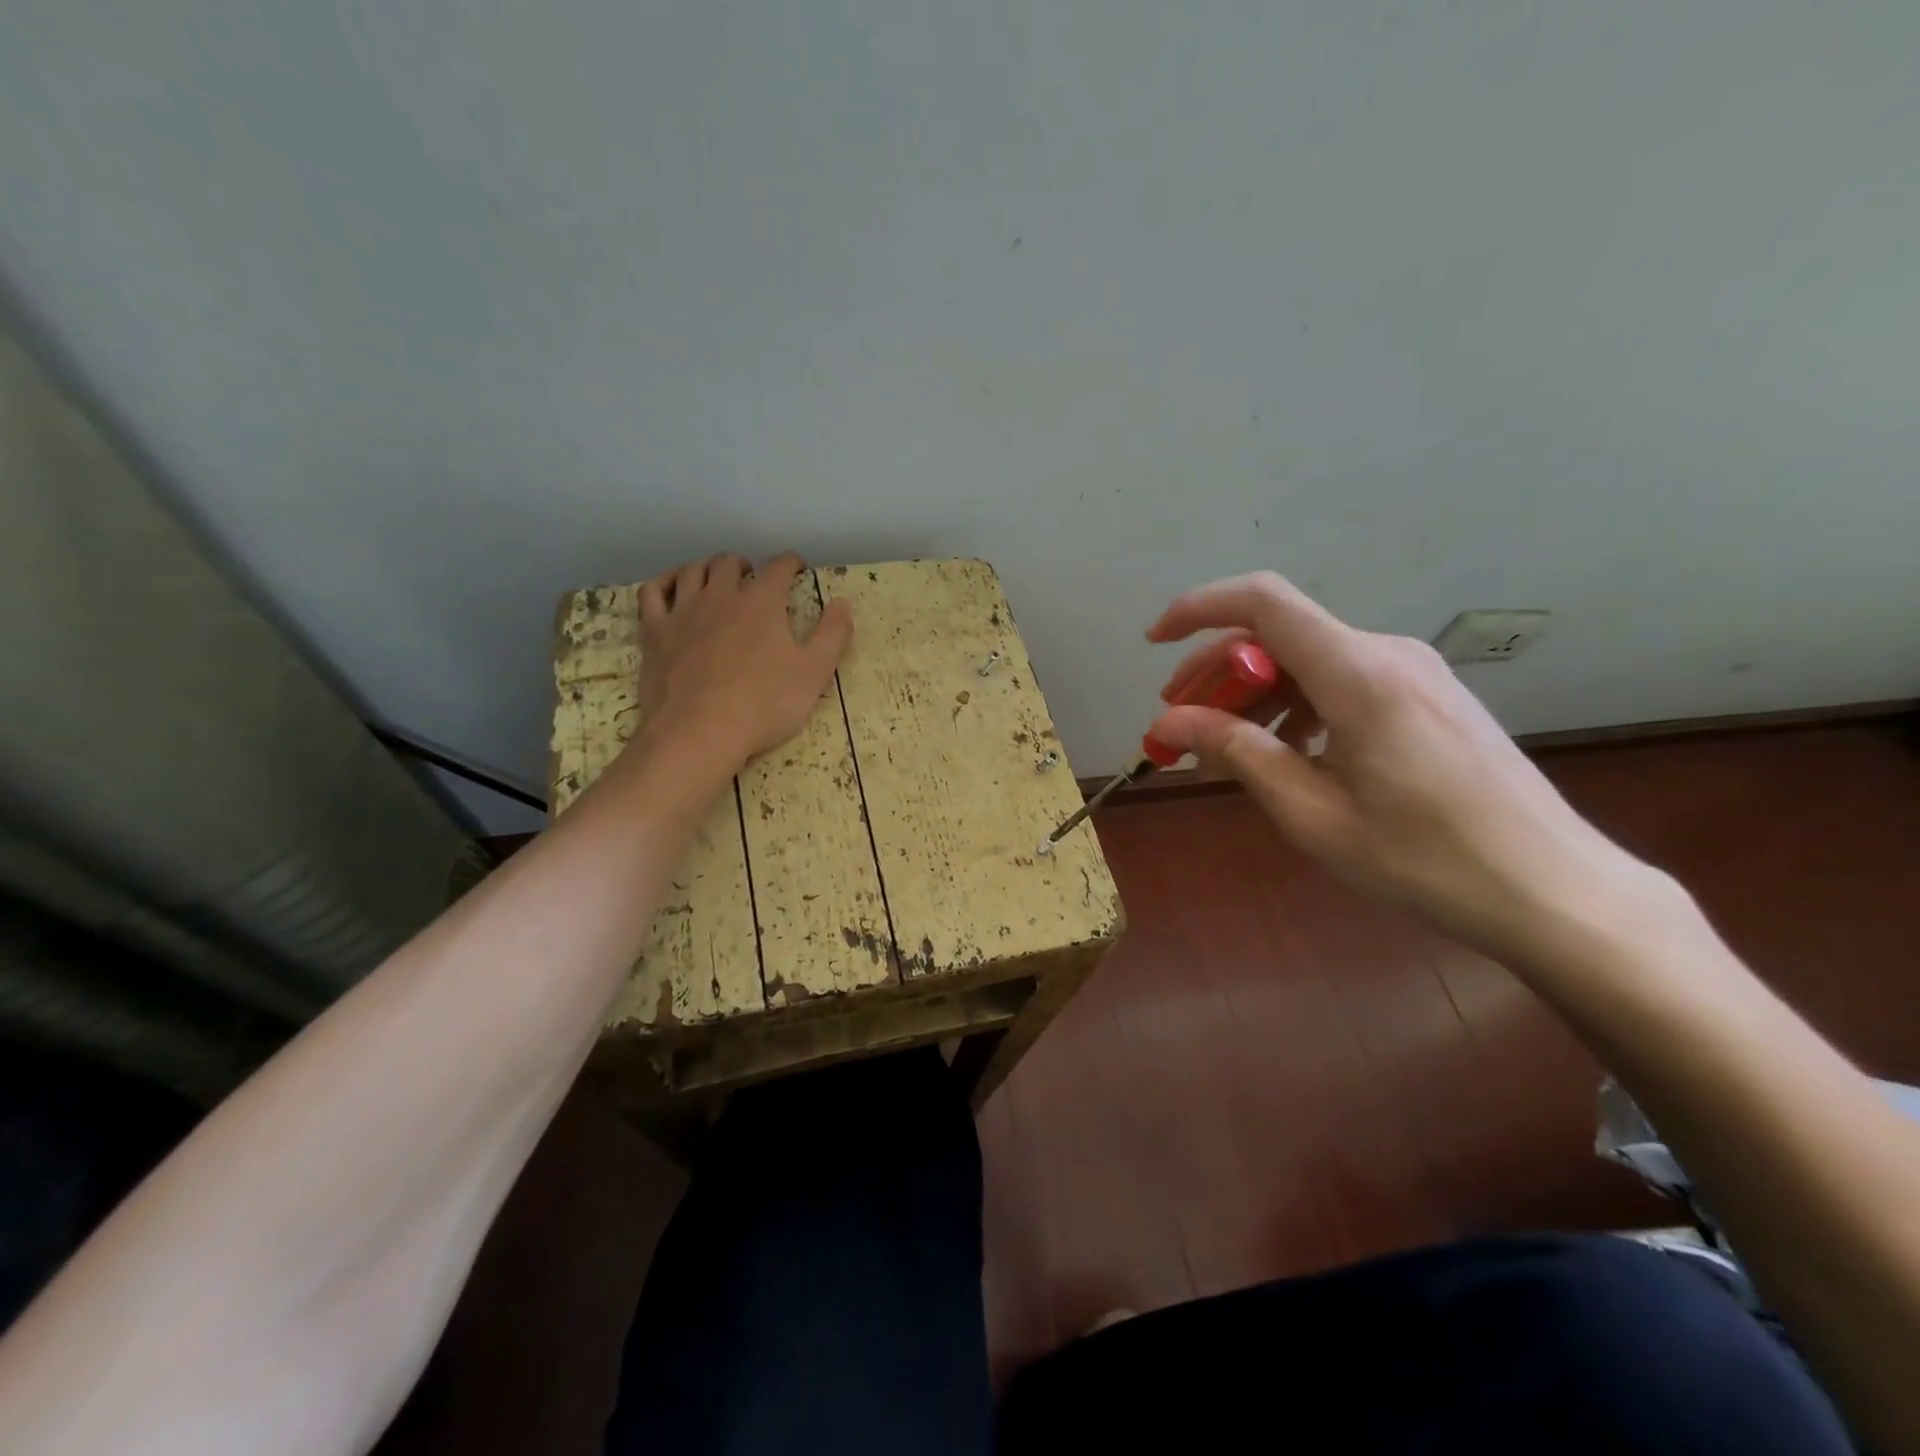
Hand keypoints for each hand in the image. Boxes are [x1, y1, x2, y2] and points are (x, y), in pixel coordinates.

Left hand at [632, 552, 852, 773]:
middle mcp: (720, 595)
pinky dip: (664, 582)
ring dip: (708, 570)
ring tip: (717, 581)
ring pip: (692, 571)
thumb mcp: (814, 672)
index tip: (797, 569)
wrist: (700, 732)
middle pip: (730, 563)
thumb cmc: (764, 704)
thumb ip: (832, 634)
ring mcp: (683, 611)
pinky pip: (653, 593)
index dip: (790, 564)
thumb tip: (843, 602)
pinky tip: (672, 588)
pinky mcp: (655, 632)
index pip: (778, 567)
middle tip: (755, 579)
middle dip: (746, 566)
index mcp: (762, 601)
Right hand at [1145, 572, 1649, 961]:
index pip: (1263, 602)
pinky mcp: (1429, 697)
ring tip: (1227, 749)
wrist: (1554, 890)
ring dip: (1256, 694)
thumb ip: (1237, 753)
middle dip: (1217, 671)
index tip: (1155, 641)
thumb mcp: (1312, 812)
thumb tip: (1169, 722)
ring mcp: (1414, 673)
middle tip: (1179, 722)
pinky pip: (1343, 681)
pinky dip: (1297, 706)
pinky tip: (1290, 754)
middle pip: (1279, 634)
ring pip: (1309, 660)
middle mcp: (1386, 654)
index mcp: (1357, 674)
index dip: (1199, 608)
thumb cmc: (1424, 859)